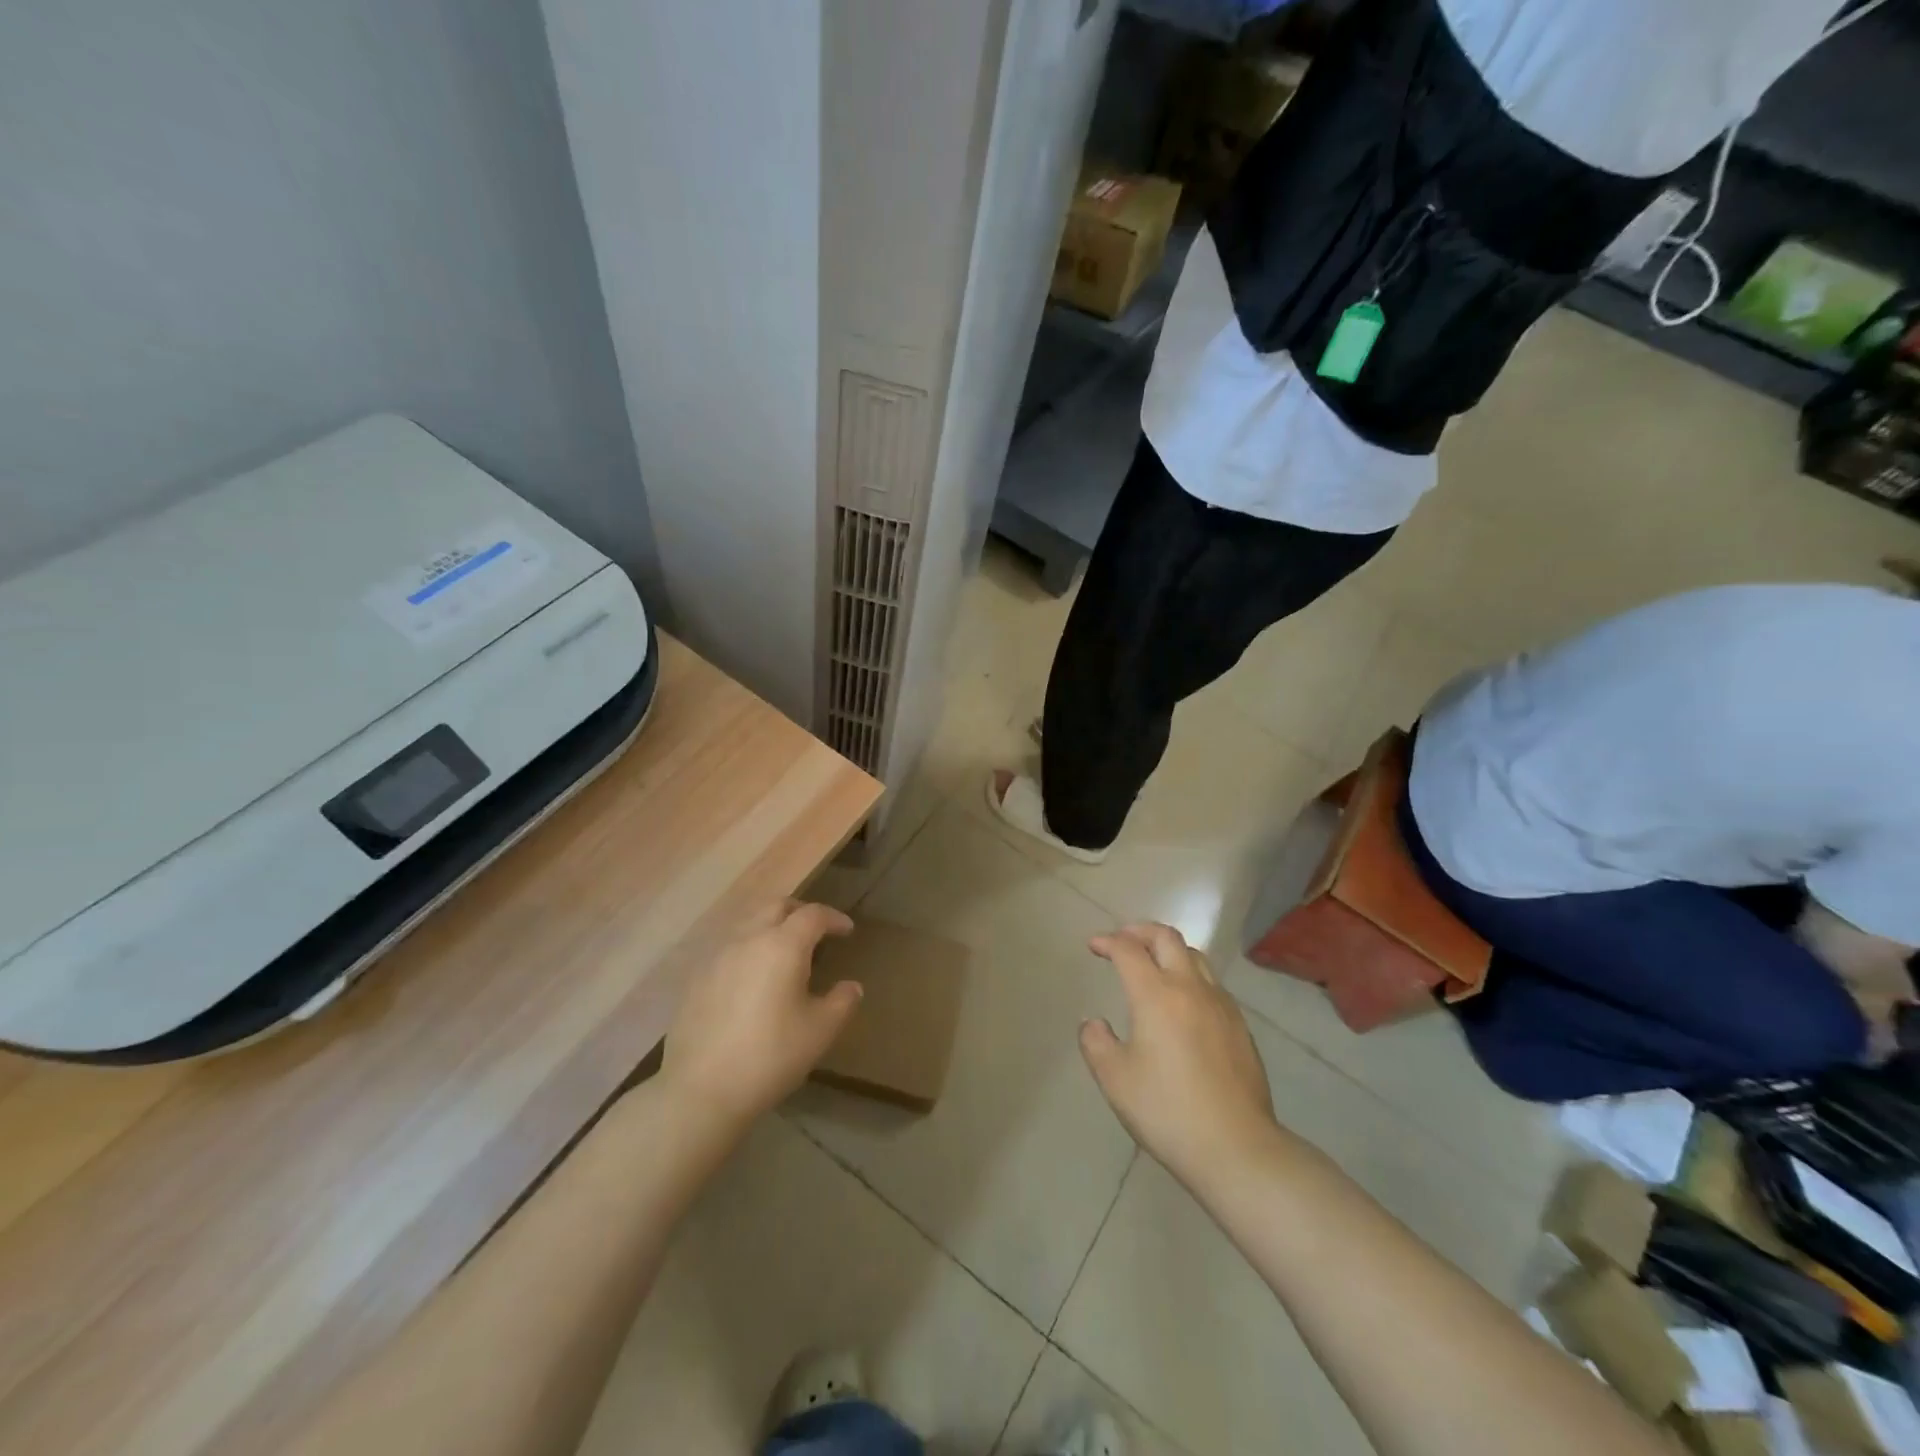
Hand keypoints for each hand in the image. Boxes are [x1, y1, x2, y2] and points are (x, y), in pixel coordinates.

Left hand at [660, 900, 861, 1132]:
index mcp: (782, 945)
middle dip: (800, 912)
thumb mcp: (820, 1031)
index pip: (813, 915)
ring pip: (749, 922)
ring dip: (771, 926)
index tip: (847, 930)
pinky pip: (729, 946)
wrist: (701, 1090)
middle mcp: (748, 939)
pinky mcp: (697, 977)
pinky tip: (752, 976)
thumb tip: (851, 986)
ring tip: (784, 951)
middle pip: (776, 906)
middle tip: (816, 931)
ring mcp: (717, 956)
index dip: (833, 918)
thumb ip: (842, 1002)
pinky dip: (749, 947)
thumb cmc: (770, 1056)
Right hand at [1080, 923, 1279, 1191]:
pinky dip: (1191, 975)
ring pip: (1195, 956)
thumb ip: (1096, 1043)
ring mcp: (1221, 1005)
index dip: (1108, 941)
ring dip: (1169, 949)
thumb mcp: (1115, 1080)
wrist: (1236, 1147)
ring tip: (1153, 963)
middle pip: (1167, 938)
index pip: (1128, 950)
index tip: (1094, 946)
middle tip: (1123, 940)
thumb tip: (1094, 1024)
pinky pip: (1212, 983)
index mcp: (1156, 995)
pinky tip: (1184, 1001)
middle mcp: (1190, 988)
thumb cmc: (1167, 1111)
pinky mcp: (1240, 1026)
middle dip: (1140, 931)